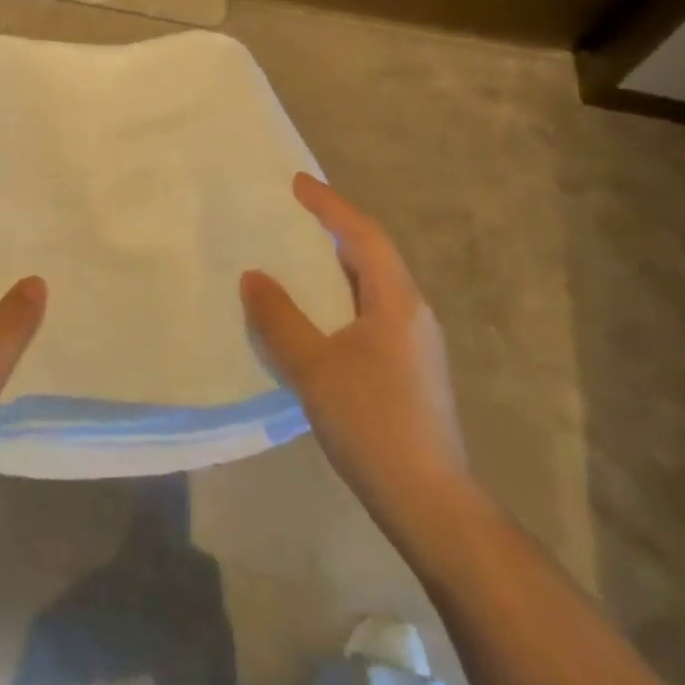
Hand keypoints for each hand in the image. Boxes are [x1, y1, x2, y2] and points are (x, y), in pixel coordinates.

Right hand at [241, 174, 469, 521]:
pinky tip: (316, 314)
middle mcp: (412, 312)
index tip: (297, 183)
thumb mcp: (315, 368)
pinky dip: (340, 296)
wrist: (430, 501)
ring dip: (337, 263)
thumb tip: (253, 276)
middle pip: (372, 254)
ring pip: (372, 285)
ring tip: (298, 256)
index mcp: (397, 301)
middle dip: (334, 228)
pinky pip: (370, 311)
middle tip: (294, 214)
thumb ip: (280, 319)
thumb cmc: (373, 424)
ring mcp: (414, 342)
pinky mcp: (408, 367)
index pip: (362, 235)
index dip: (329, 205)